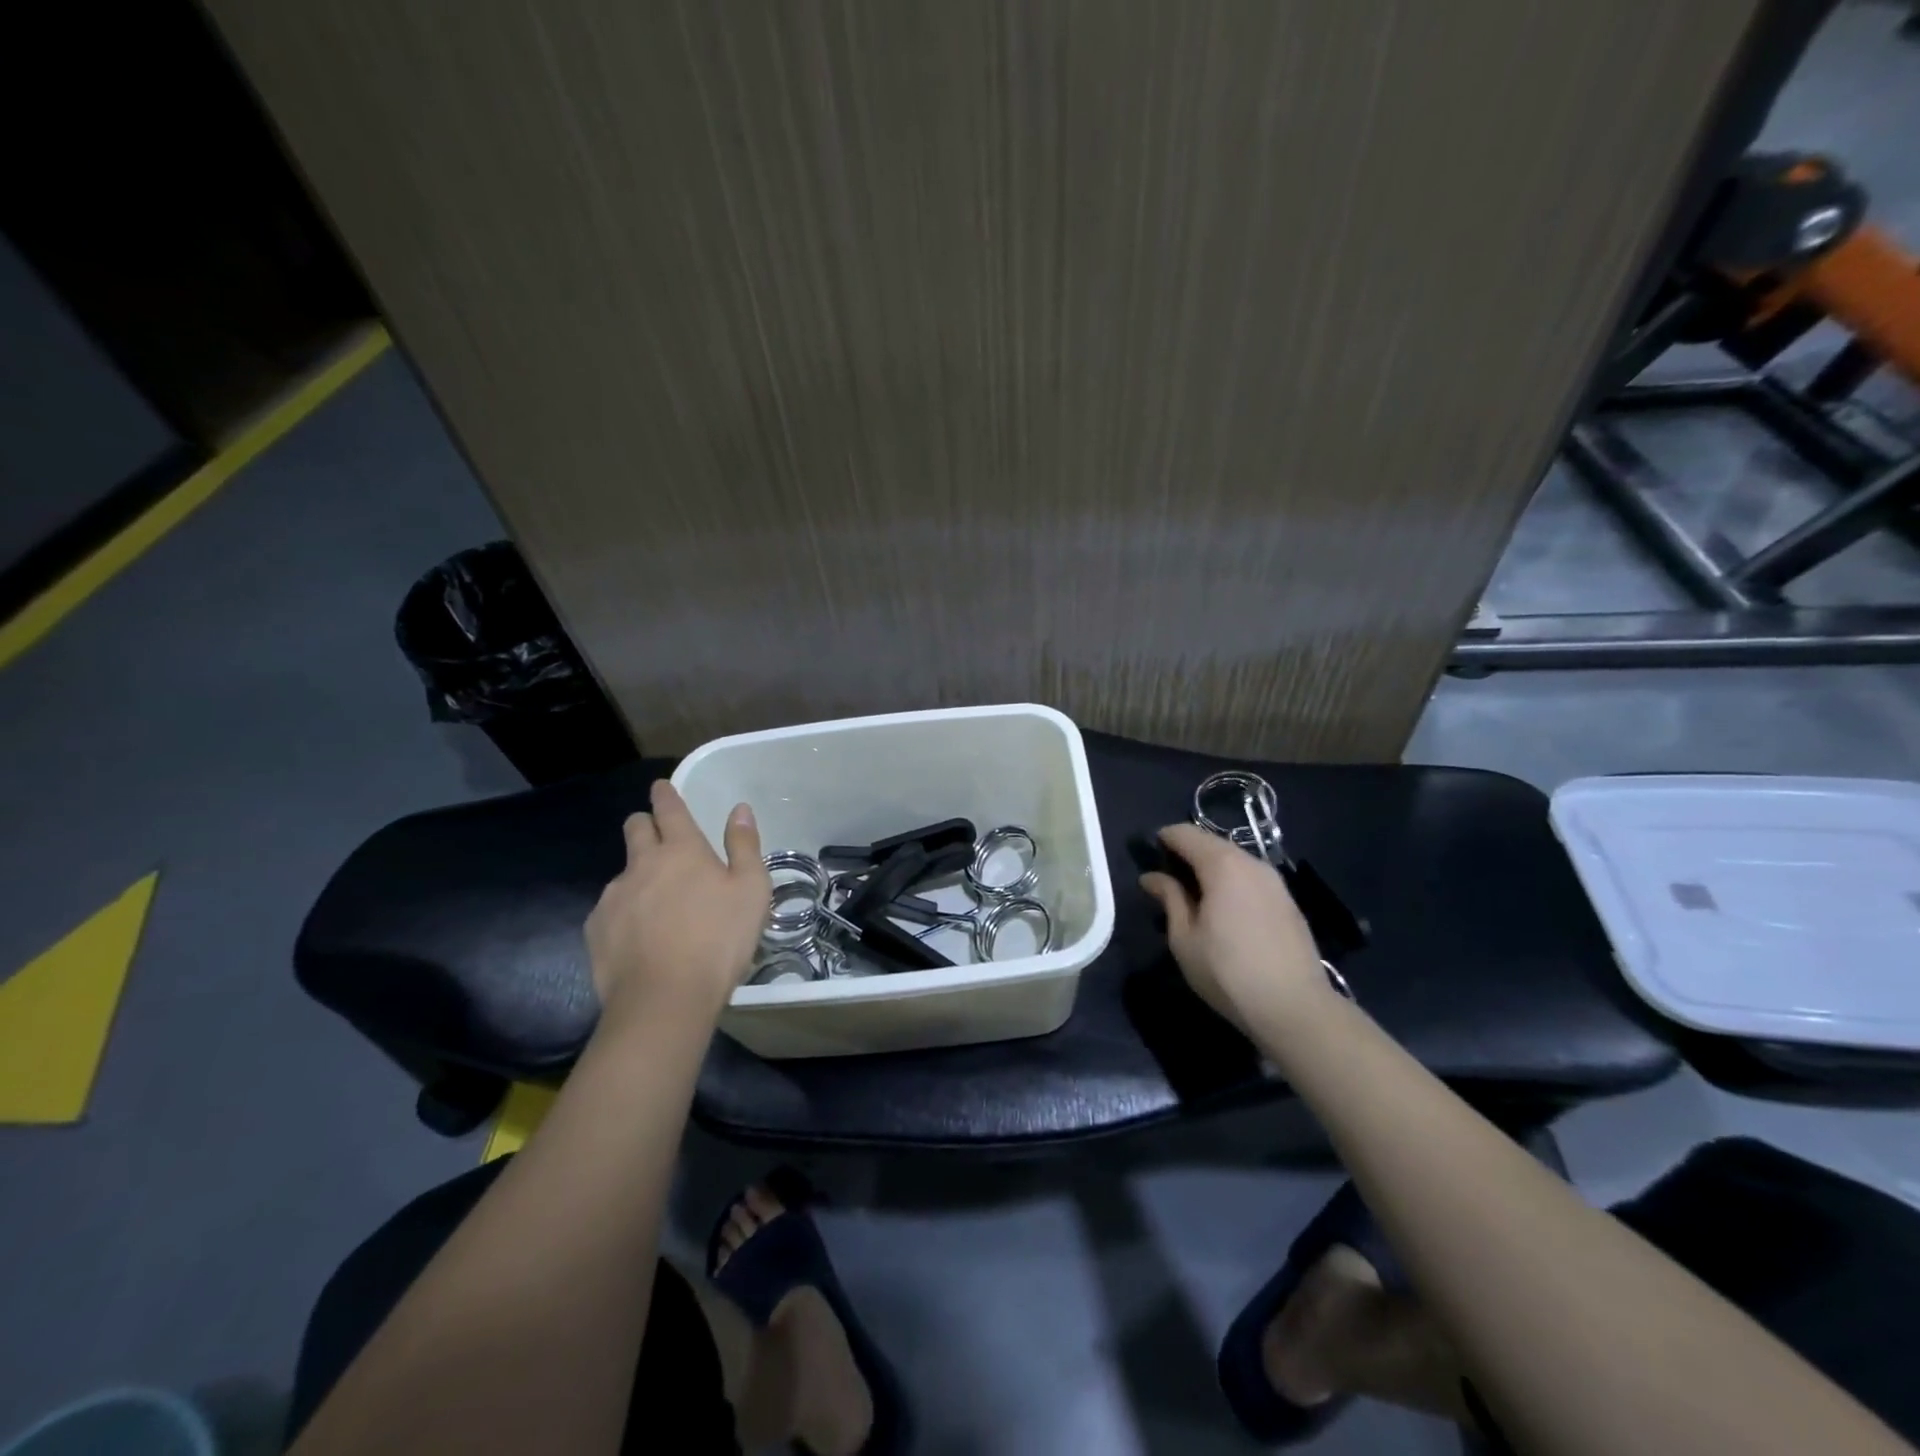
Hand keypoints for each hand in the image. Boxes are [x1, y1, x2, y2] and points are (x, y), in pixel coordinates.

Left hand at [585, 780, 770, 1028]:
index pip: (669, 809)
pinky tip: (640, 937)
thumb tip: (739, 809)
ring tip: (657, 905)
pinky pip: (610, 909)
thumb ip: (744, 845)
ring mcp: (613, 896)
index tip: (661, 787)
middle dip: (645, 824)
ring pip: (623, 871)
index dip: (665, 794)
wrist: (664, 999)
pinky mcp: (596, 928)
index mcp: (682, 850)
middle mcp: (642, 864)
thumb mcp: (751, 890)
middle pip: (635, 828)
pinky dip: (625, 912)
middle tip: (660, 838)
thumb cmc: (719, 939)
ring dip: (638, 875)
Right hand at [1138, 824, 1329, 1028]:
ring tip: (1194, 899)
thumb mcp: (1184, 938)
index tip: (1148, 859)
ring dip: (1210, 870)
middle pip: (1211, 844)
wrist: (1295, 1008)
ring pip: (1234, 861)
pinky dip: (1232, 883)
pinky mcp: (1289, 902)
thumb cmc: (1227, 972)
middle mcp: (1252, 863)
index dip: (1162, 840)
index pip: (1185, 833)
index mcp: (1222, 865)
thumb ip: (1169, 898)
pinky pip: (1251, 879)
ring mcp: (1276, 882)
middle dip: (1187, 854)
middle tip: (1167, 881)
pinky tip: (1225, 912)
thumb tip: (1152, 877)